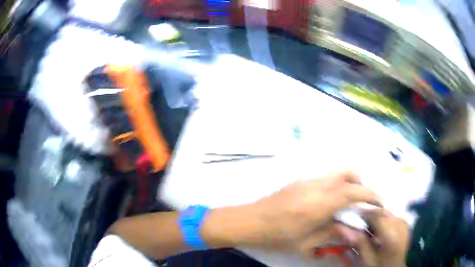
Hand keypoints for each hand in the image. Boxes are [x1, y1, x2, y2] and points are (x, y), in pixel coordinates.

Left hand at [251, 172, 381, 256]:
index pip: (352, 192)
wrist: (249, 221)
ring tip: (348, 199)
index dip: (370, 195)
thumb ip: (331, 233)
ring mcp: (306, 180)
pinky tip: (330, 198)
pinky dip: (335, 181)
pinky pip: (324, 175)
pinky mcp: (299, 180)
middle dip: (360, 183)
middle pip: (347, 173)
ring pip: (336, 171)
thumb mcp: (305, 243)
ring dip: (348, 180)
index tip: (379, 202)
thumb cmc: (276, 237)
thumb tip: (351, 229)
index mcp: (319, 204)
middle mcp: (315, 186)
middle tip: (363, 200)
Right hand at [339, 210, 408, 266]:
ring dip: (374, 216)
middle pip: (381, 211)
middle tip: (355, 220)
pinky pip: (390, 214)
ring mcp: (404, 222)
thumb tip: (340, 225)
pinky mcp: (404, 222)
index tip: (349, 211)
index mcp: (391, 235)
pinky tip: (375, 228)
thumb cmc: (379, 266)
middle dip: (367, 213)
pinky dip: (381, 219)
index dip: (362, 210)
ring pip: (386, 211)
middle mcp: (400, 224)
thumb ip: (357, 242)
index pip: (376, 214)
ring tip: (365, 226)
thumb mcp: (366, 259)